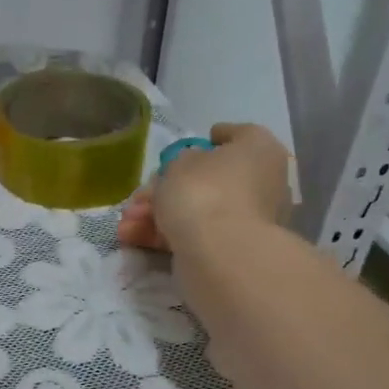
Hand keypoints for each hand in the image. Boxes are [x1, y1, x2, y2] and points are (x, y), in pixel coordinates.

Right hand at [118, 122, 292, 253]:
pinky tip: (134, 237)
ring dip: (158, 214)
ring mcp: (250, 219)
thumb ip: (181, 160)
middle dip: (167, 187)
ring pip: (198, 209)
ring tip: (125, 224)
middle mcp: (263, 182)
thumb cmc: (204, 191)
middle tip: (139, 196)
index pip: (238, 135)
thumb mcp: (180, 162)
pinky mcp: (233, 249)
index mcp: (259, 150)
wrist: (221, 253)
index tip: (192, 144)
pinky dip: (166, 234)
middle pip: (210, 179)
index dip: (213, 138)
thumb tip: (187, 168)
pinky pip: (196, 233)